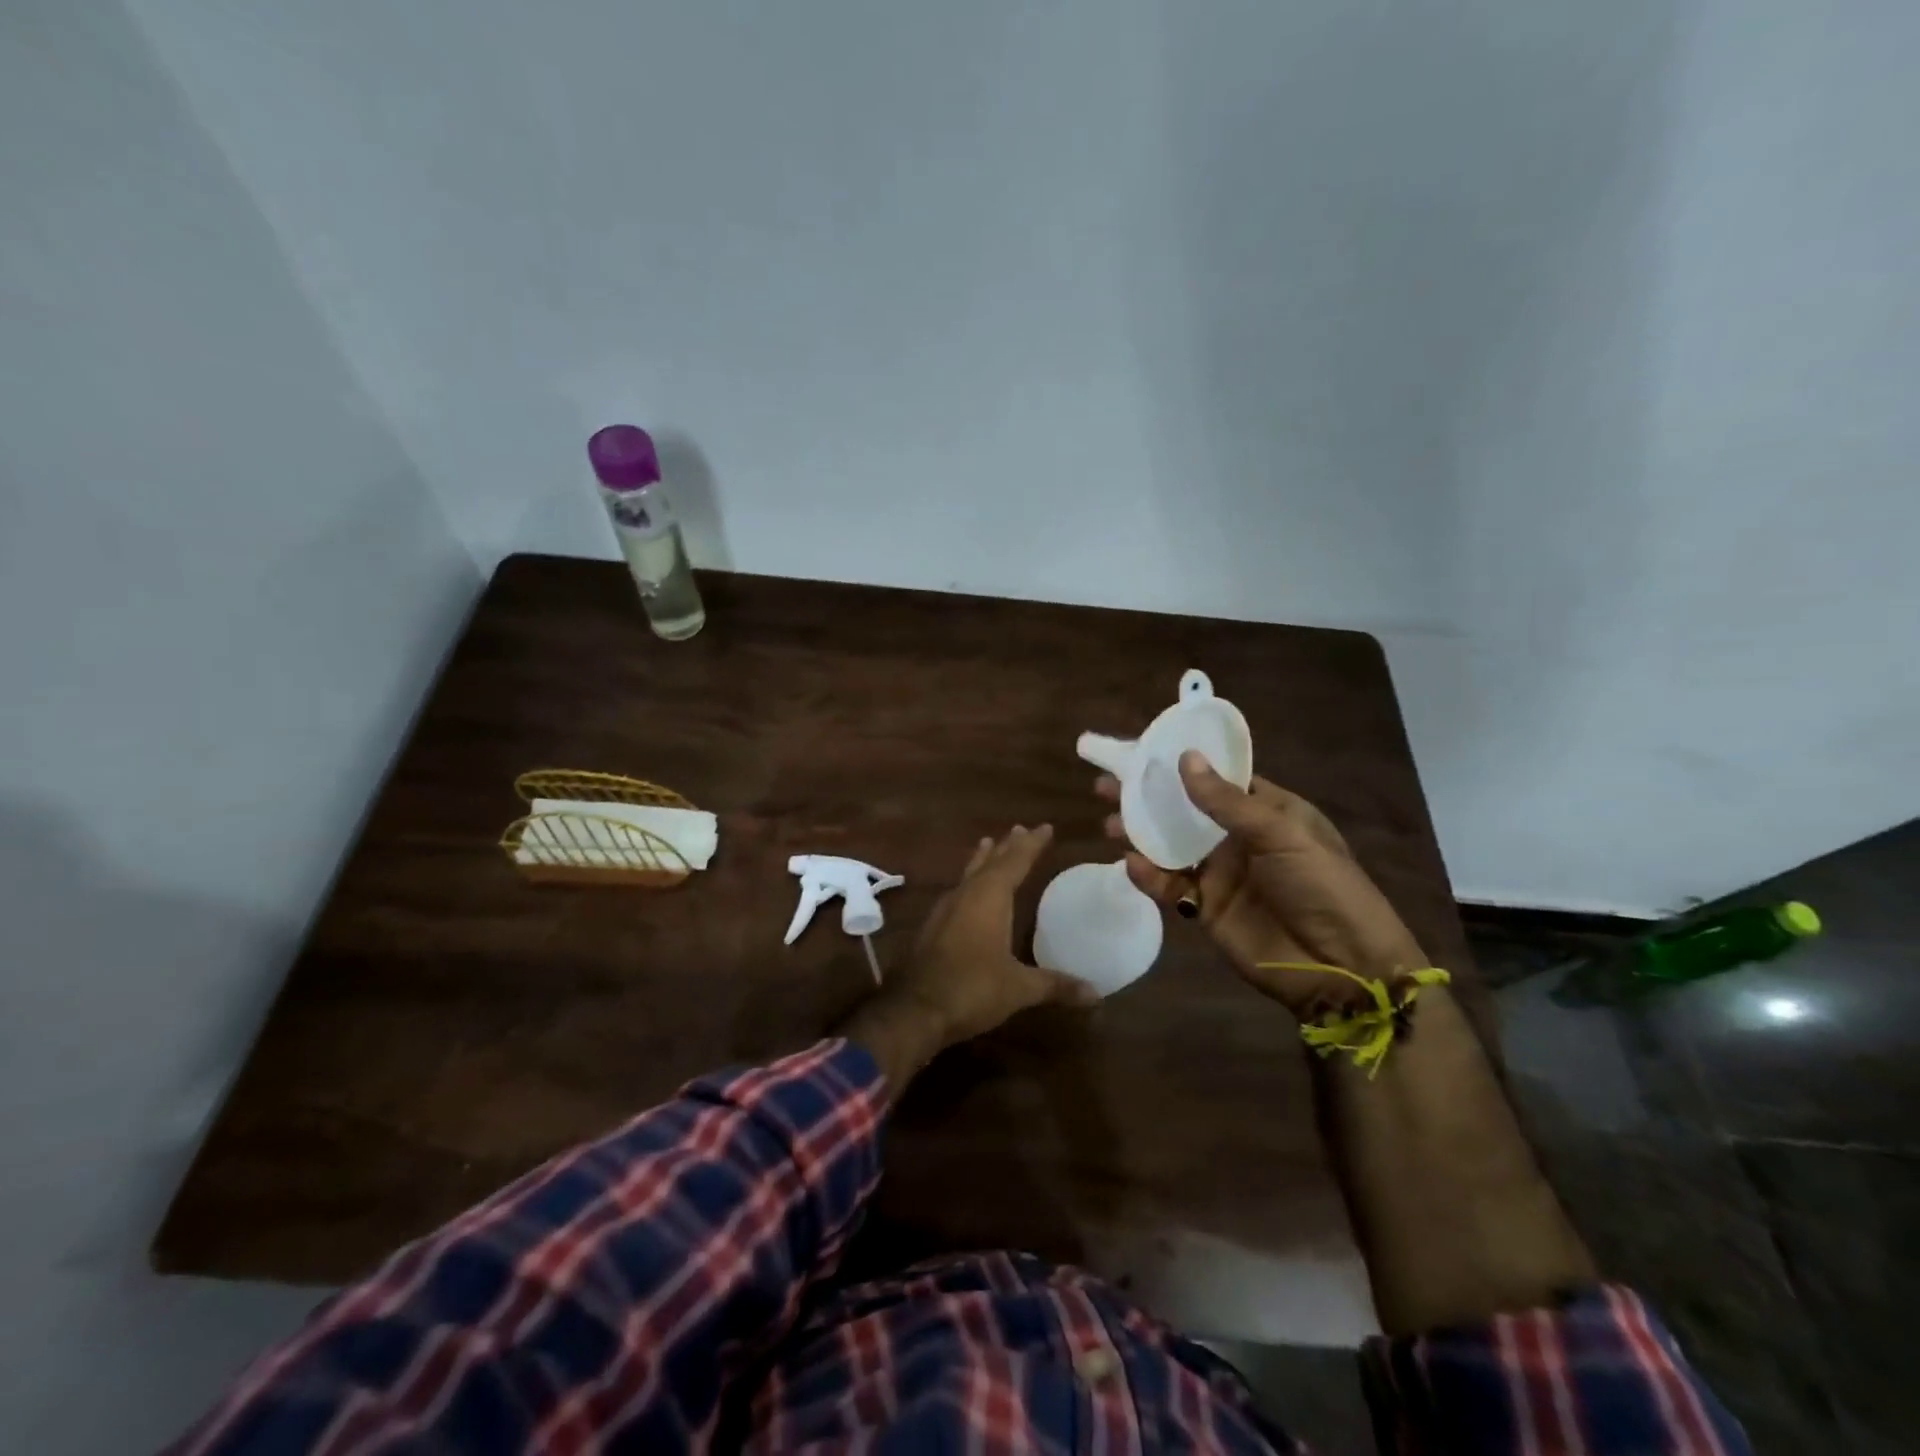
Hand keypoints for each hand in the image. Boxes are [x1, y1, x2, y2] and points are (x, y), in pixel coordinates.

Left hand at [890, 824, 1098, 1045]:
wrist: (915, 1010)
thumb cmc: (972, 989)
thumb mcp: (1019, 988)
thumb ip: (1055, 985)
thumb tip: (1096, 993)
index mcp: (989, 898)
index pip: (1015, 861)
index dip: (1031, 845)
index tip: (1045, 827)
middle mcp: (966, 896)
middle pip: (989, 863)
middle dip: (1007, 847)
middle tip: (1019, 829)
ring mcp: (945, 911)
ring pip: (969, 875)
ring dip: (983, 860)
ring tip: (989, 845)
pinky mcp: (933, 928)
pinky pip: (957, 893)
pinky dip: (970, 883)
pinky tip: (969, 893)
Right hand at [1097, 753, 1426, 1019]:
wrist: (1342, 967)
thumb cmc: (1322, 887)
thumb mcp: (1281, 834)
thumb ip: (1227, 802)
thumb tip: (1185, 759)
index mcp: (1265, 810)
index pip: (1216, 778)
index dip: (1180, 764)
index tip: (1140, 751)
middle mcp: (1237, 838)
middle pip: (1183, 810)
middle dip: (1147, 798)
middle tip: (1107, 786)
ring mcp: (1220, 874)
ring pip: (1170, 846)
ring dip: (1139, 834)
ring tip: (1109, 823)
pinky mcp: (1206, 909)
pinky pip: (1170, 887)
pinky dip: (1149, 876)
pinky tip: (1132, 865)